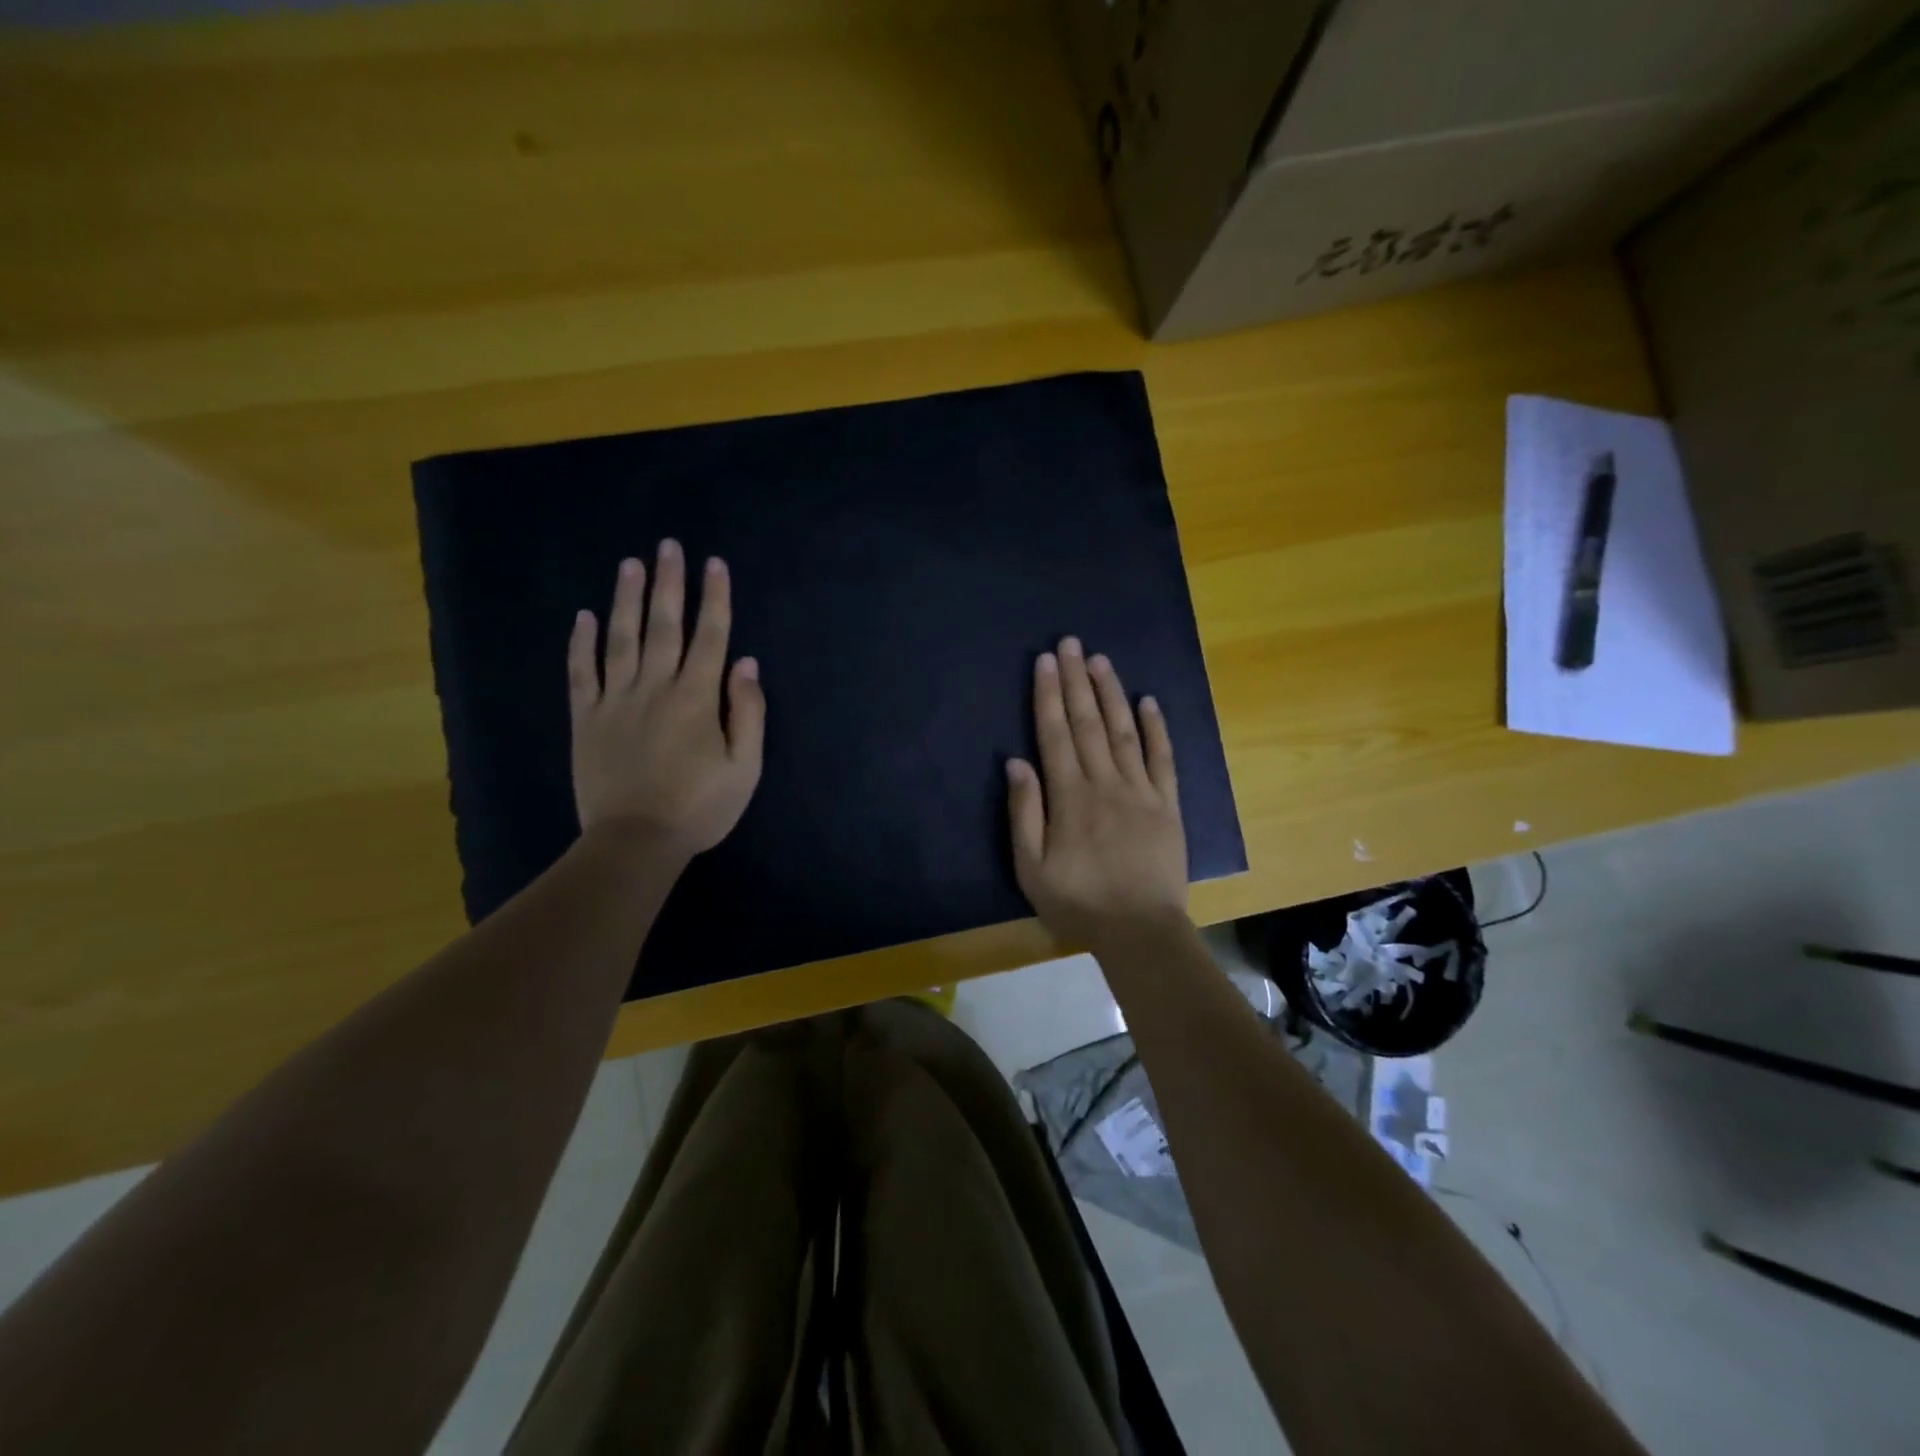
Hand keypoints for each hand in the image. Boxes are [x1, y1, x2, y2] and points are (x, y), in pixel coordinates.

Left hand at [567, 541, 764, 858]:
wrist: (635, 842)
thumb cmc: (700, 807)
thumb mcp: (745, 767)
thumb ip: (748, 712)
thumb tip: (745, 663)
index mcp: (697, 698)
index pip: (710, 636)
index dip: (714, 598)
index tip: (715, 563)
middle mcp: (655, 687)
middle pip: (663, 626)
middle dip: (669, 583)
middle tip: (669, 546)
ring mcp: (615, 701)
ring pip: (620, 639)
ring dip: (626, 599)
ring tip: (630, 564)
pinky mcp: (586, 719)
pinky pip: (581, 673)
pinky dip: (581, 643)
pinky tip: (584, 616)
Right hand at [1006, 637, 1187, 948]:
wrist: (1140, 931)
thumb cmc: (1079, 902)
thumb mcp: (1032, 868)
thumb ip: (1024, 813)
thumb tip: (1016, 762)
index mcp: (1070, 797)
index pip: (1055, 734)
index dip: (1048, 695)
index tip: (1045, 662)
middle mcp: (1105, 782)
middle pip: (1087, 723)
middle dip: (1076, 680)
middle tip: (1070, 643)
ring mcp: (1141, 791)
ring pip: (1124, 731)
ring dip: (1111, 694)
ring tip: (1100, 660)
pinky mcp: (1168, 805)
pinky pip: (1163, 759)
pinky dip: (1156, 729)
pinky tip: (1148, 702)